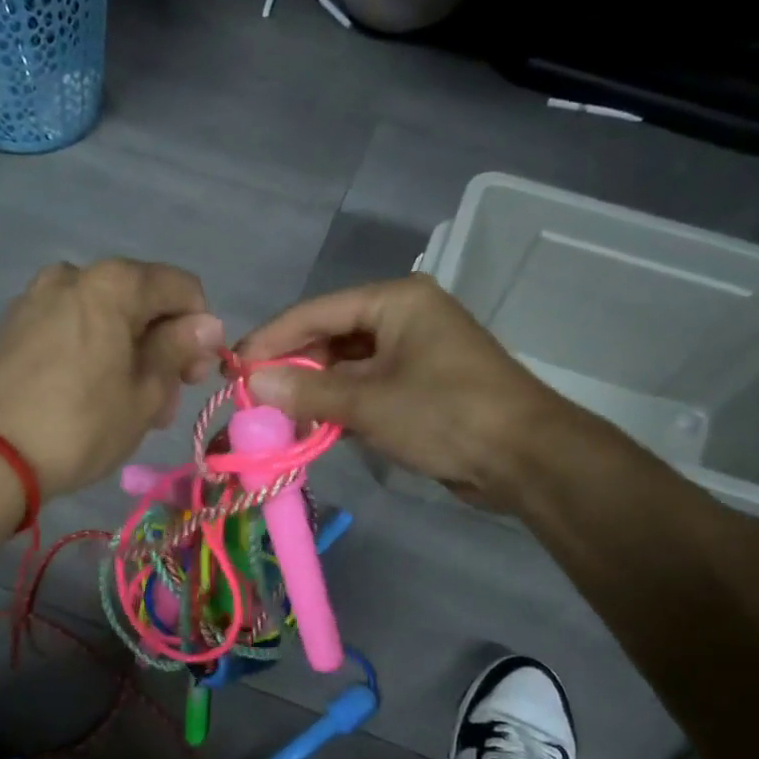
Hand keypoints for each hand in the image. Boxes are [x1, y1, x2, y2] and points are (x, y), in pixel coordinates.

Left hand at [0, 259, 223, 498]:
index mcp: (113, 283)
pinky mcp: (14, 325)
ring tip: (126, 406)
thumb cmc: (82, 425)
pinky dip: (92, 352)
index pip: (181, 288)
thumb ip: (178, 349)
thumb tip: (208, 324)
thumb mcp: (145, 393)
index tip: (192, 376)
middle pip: (140, 301)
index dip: (199, 331)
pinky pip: (71, 328)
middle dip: (161, 346)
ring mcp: (37, 298)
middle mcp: (73, 275)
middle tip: (162, 402)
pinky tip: (89, 394)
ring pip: (105, 317)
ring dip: (127, 353)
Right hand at [237, 276, 568, 505]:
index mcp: (395, 301)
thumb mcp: (368, 402)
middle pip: (330, 337)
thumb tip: (251, 384)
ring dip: (314, 392)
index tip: (233, 366)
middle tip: (252, 398)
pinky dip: (341, 406)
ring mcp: (414, 352)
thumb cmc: (445, 414)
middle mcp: (404, 317)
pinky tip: (313, 427)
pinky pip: (367, 388)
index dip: (271, 339)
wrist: (525, 457)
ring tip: (275, 417)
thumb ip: (306, 392)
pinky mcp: (420, 386)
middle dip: (292, 368)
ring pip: (347, 366)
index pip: (316, 311)